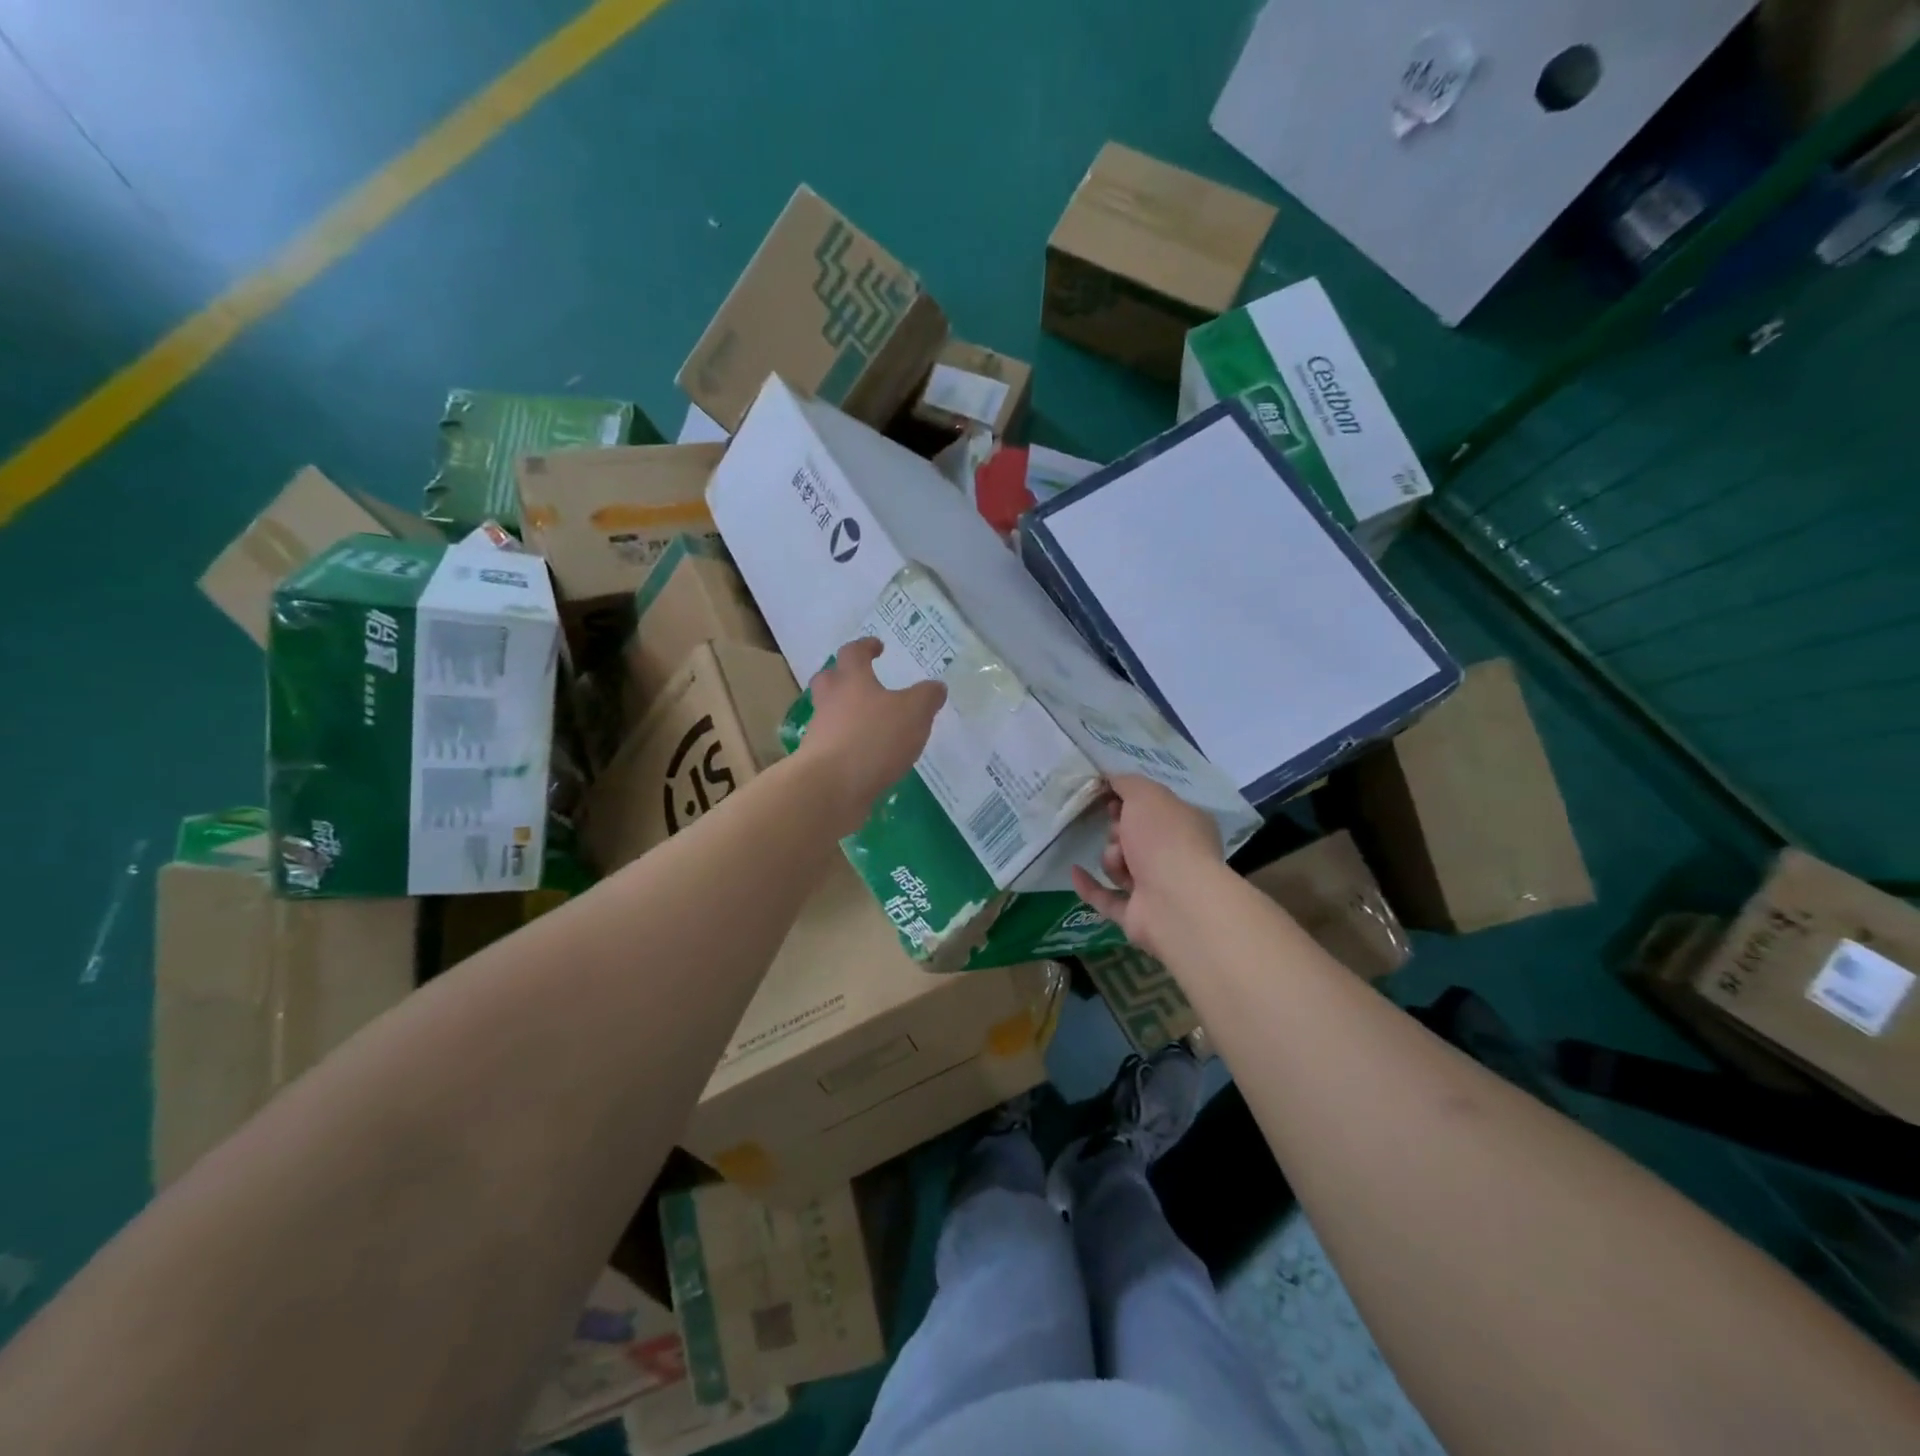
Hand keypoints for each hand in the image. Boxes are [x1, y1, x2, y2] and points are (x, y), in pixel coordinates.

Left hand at [802, 638, 946, 833]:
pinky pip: (835, 746)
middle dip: (843, 677)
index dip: (865, 647)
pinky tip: (868, 758)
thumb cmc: (873, 739)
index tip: (877, 647)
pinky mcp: (819, 764)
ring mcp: (820, 733)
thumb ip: (927, 697)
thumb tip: (936, 686)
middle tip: (860, 681)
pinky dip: (849, 747)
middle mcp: (830, 702)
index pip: (853, 653)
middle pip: (829, 680)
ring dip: (847, 715)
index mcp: (852, 681)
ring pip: (830, 715)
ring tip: (872, 726)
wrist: (830, 788)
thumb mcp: (914, 713)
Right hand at [1070, 774, 1224, 958]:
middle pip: (1133, 837)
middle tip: (1120, 832)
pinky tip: (1075, 871)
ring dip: (1111, 859)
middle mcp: (1176, 857)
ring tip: (1119, 861)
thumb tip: (1110, 777)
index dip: (1129, 802)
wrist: (1174, 899)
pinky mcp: (1137, 916)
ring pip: (1119, 866)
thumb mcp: (1147, 794)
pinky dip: (1090, 886)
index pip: (1153, 809)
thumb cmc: (1166, 838)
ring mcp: (1157, 889)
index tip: (1110, 798)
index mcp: (1186, 826)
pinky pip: (1105, 898)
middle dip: (1118, 832)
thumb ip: (1127, 783)